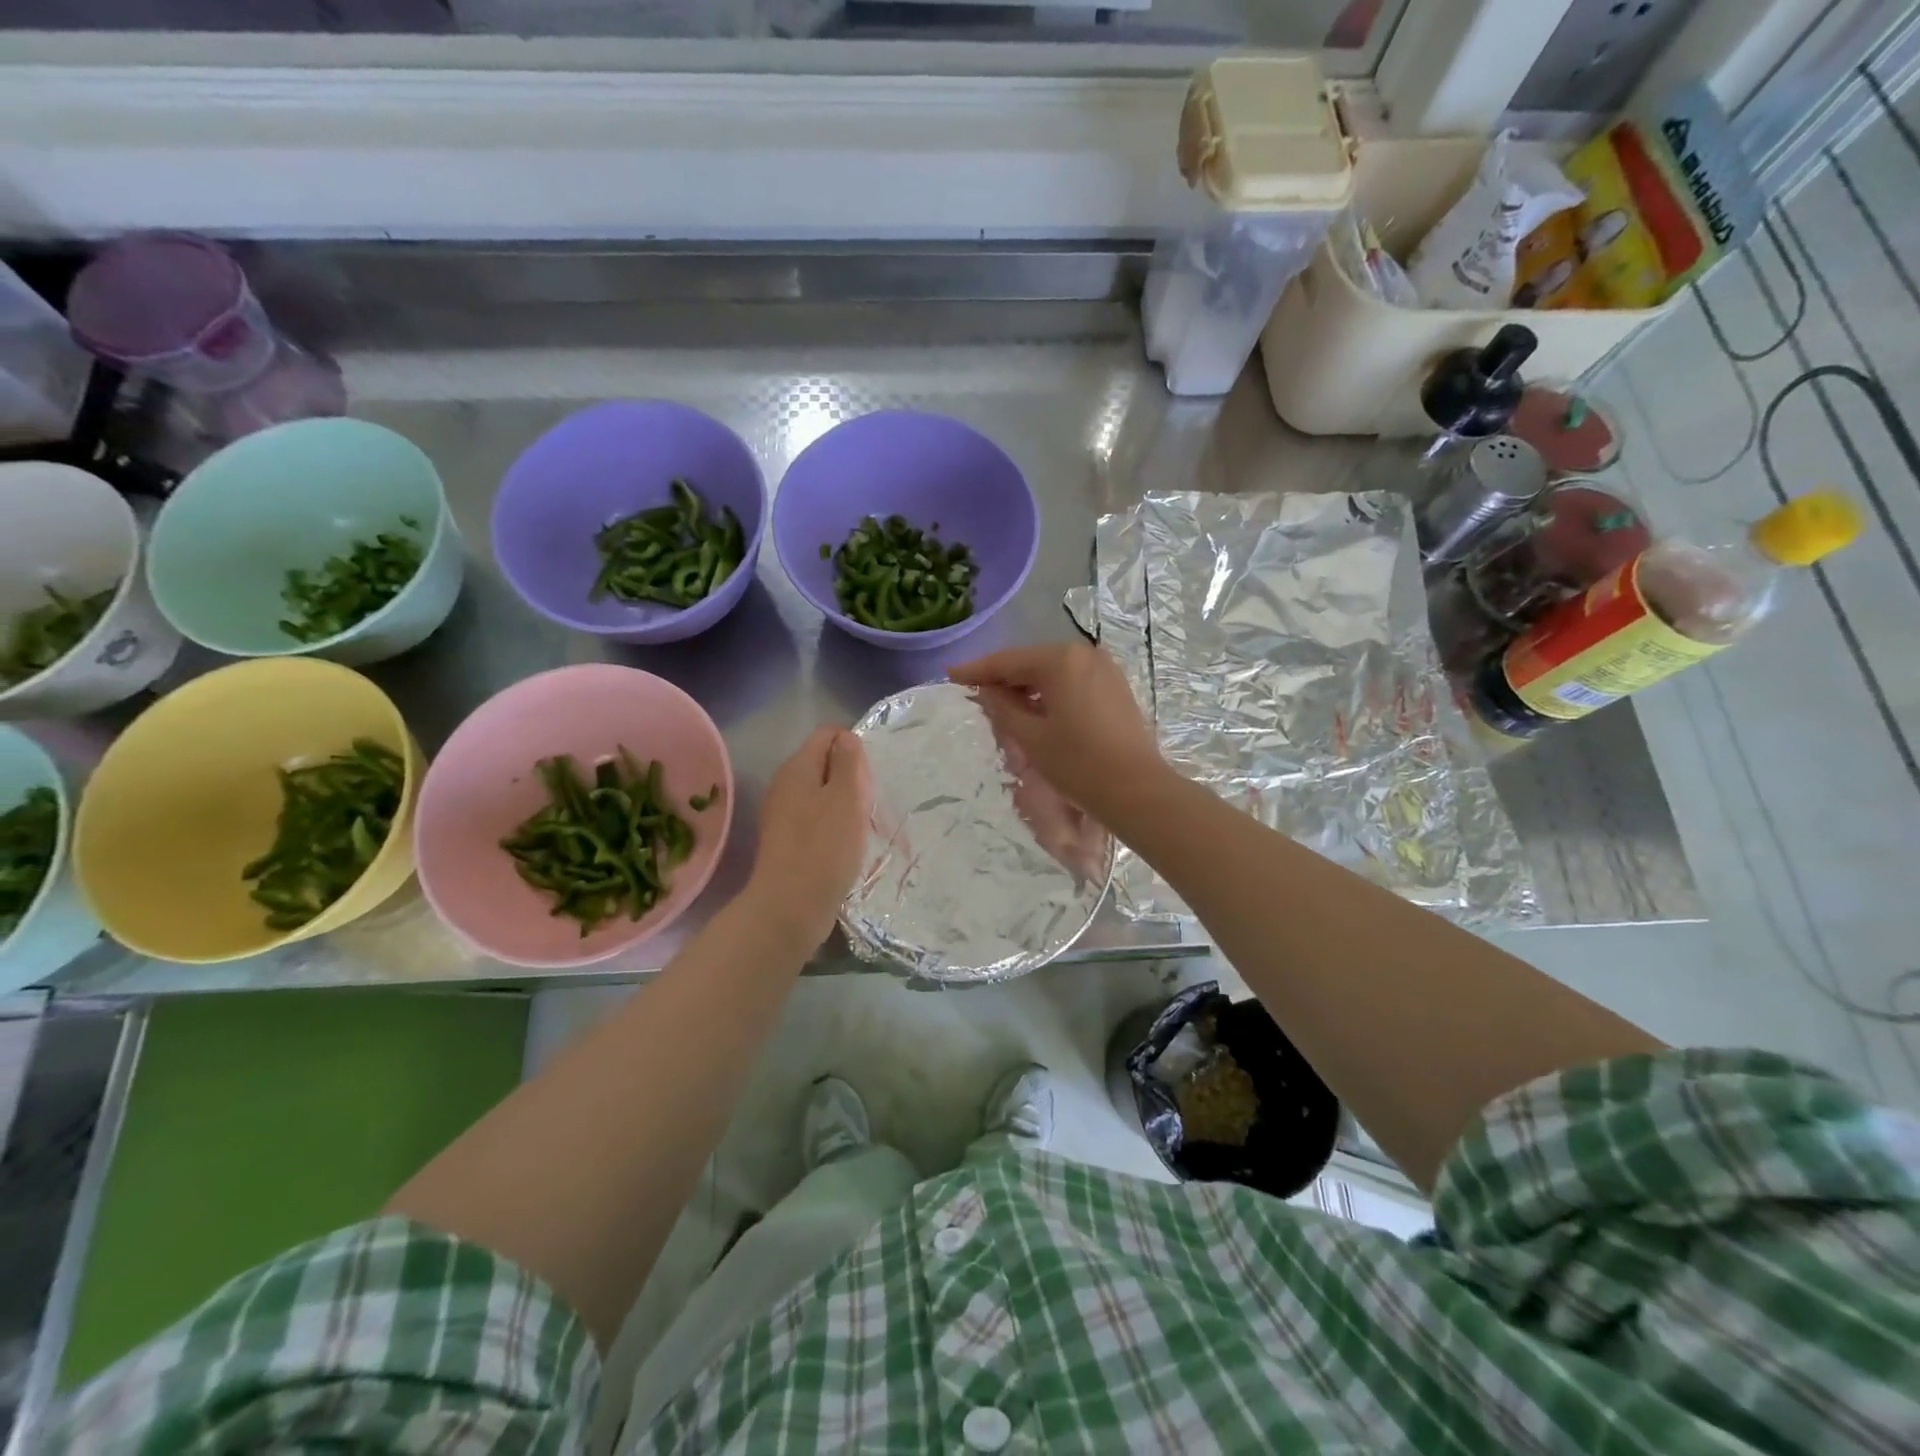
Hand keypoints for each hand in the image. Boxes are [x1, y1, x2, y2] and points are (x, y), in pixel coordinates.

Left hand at [747, 726, 872, 949]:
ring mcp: (783, 815)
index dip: (853, 746)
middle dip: (852, 778)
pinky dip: (835, 827)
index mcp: (796, 768)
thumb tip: (846, 738)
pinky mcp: (788, 842)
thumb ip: (848, 762)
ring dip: (846, 805)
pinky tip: (847, 847)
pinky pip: (817, 820)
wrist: (790, 908)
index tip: (870, 776)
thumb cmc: (824, 847)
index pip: (827, 734)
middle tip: (869, 804)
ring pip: (823, 794)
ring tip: (863, 827)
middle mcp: (785, 786)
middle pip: (825, 764)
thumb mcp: (846, 797)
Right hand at [950, 642, 1164, 818]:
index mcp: (1060, 660)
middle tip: (975, 694)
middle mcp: (1084, 654)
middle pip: (1032, 662)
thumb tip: (988, 690)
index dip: (977, 670)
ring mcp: (1105, 669)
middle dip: (1004, 678)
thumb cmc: (1078, 764)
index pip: (1008, 661)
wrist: (1136, 790)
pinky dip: (1052, 692)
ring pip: (1054, 672)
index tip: (951, 674)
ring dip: (1028, 686)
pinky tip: (1038, 710)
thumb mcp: (1031, 737)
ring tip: (1004, 706)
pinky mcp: (1116, 687)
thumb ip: (1002, 707)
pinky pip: (1073, 681)